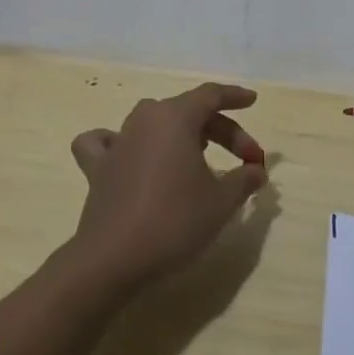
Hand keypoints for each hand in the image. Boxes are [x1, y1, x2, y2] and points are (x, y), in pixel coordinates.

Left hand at [68, 82, 269, 288]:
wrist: (113, 259)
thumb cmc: (174, 221)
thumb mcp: (221, 201)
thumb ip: (243, 179)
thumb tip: (255, 170)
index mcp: (176, 117)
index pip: (211, 95)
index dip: (234, 96)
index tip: (252, 101)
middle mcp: (145, 119)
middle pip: (188, 111)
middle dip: (222, 131)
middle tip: (245, 160)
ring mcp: (118, 141)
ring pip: (154, 122)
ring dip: (179, 133)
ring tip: (197, 155)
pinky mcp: (98, 168)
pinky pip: (106, 142)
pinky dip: (118, 143)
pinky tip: (128, 154)